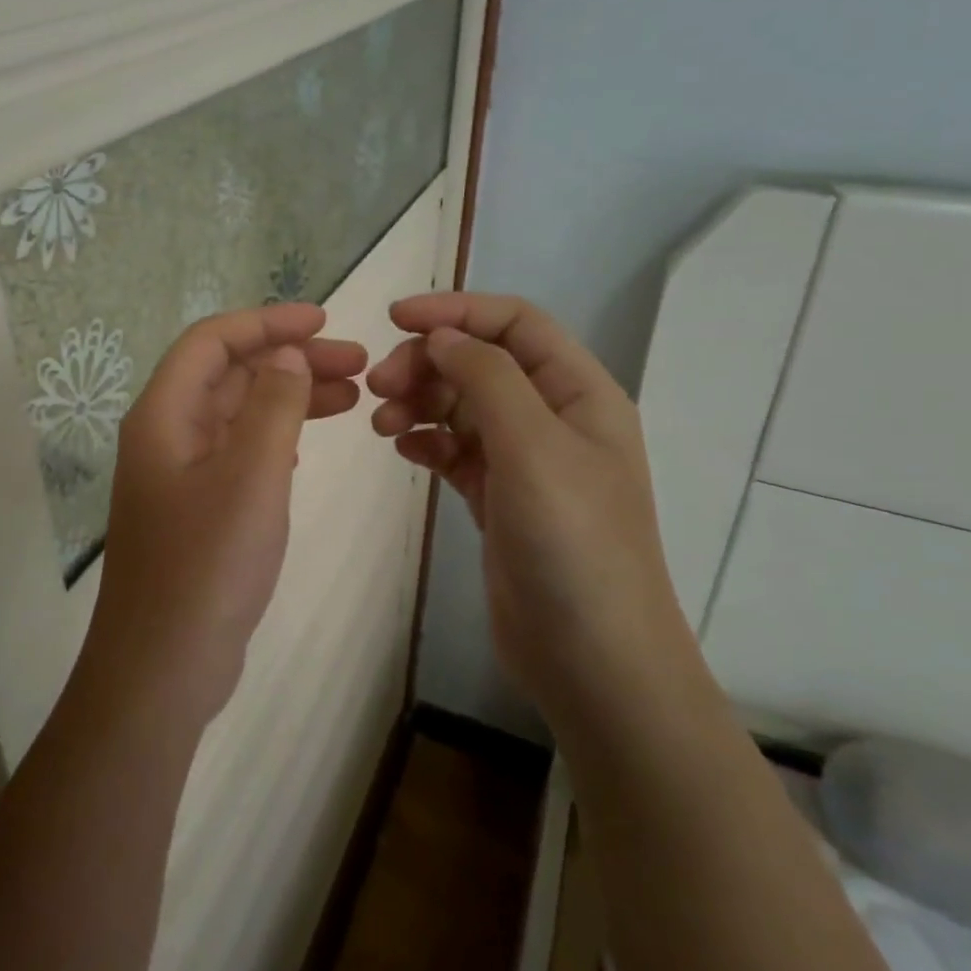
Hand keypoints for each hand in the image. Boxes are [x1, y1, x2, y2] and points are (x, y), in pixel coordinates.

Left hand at [84, 304, 367, 728]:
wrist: (162, 669)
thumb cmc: (206, 567)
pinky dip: (275, 436)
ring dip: (289, 397)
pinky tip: (307, 443)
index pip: (212, 341)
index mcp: (164, 415)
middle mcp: (165, 434)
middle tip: (358, 365)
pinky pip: (238, 451)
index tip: (326, 322)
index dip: (267, 321)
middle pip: (229, 373)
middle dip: (290, 360)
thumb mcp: (251, 477)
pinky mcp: (195, 509)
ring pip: (238, 413)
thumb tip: (286, 354)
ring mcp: (178, 474)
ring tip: (353, 397)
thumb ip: (273, 406)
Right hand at [365, 292, 681, 715]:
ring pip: (462, 406)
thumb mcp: (533, 446)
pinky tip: (403, 450)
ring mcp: (525, 461)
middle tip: (377, 386)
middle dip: (427, 363)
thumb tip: (441, 336)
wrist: (593, 660)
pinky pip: (455, 451)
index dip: (457, 310)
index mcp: (579, 393)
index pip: (515, 323)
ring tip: (381, 424)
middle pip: (481, 363)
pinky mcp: (498, 499)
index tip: (395, 319)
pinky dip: (426, 442)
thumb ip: (487, 377)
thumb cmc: (573, 543)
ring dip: (419, 402)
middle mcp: (553, 418)